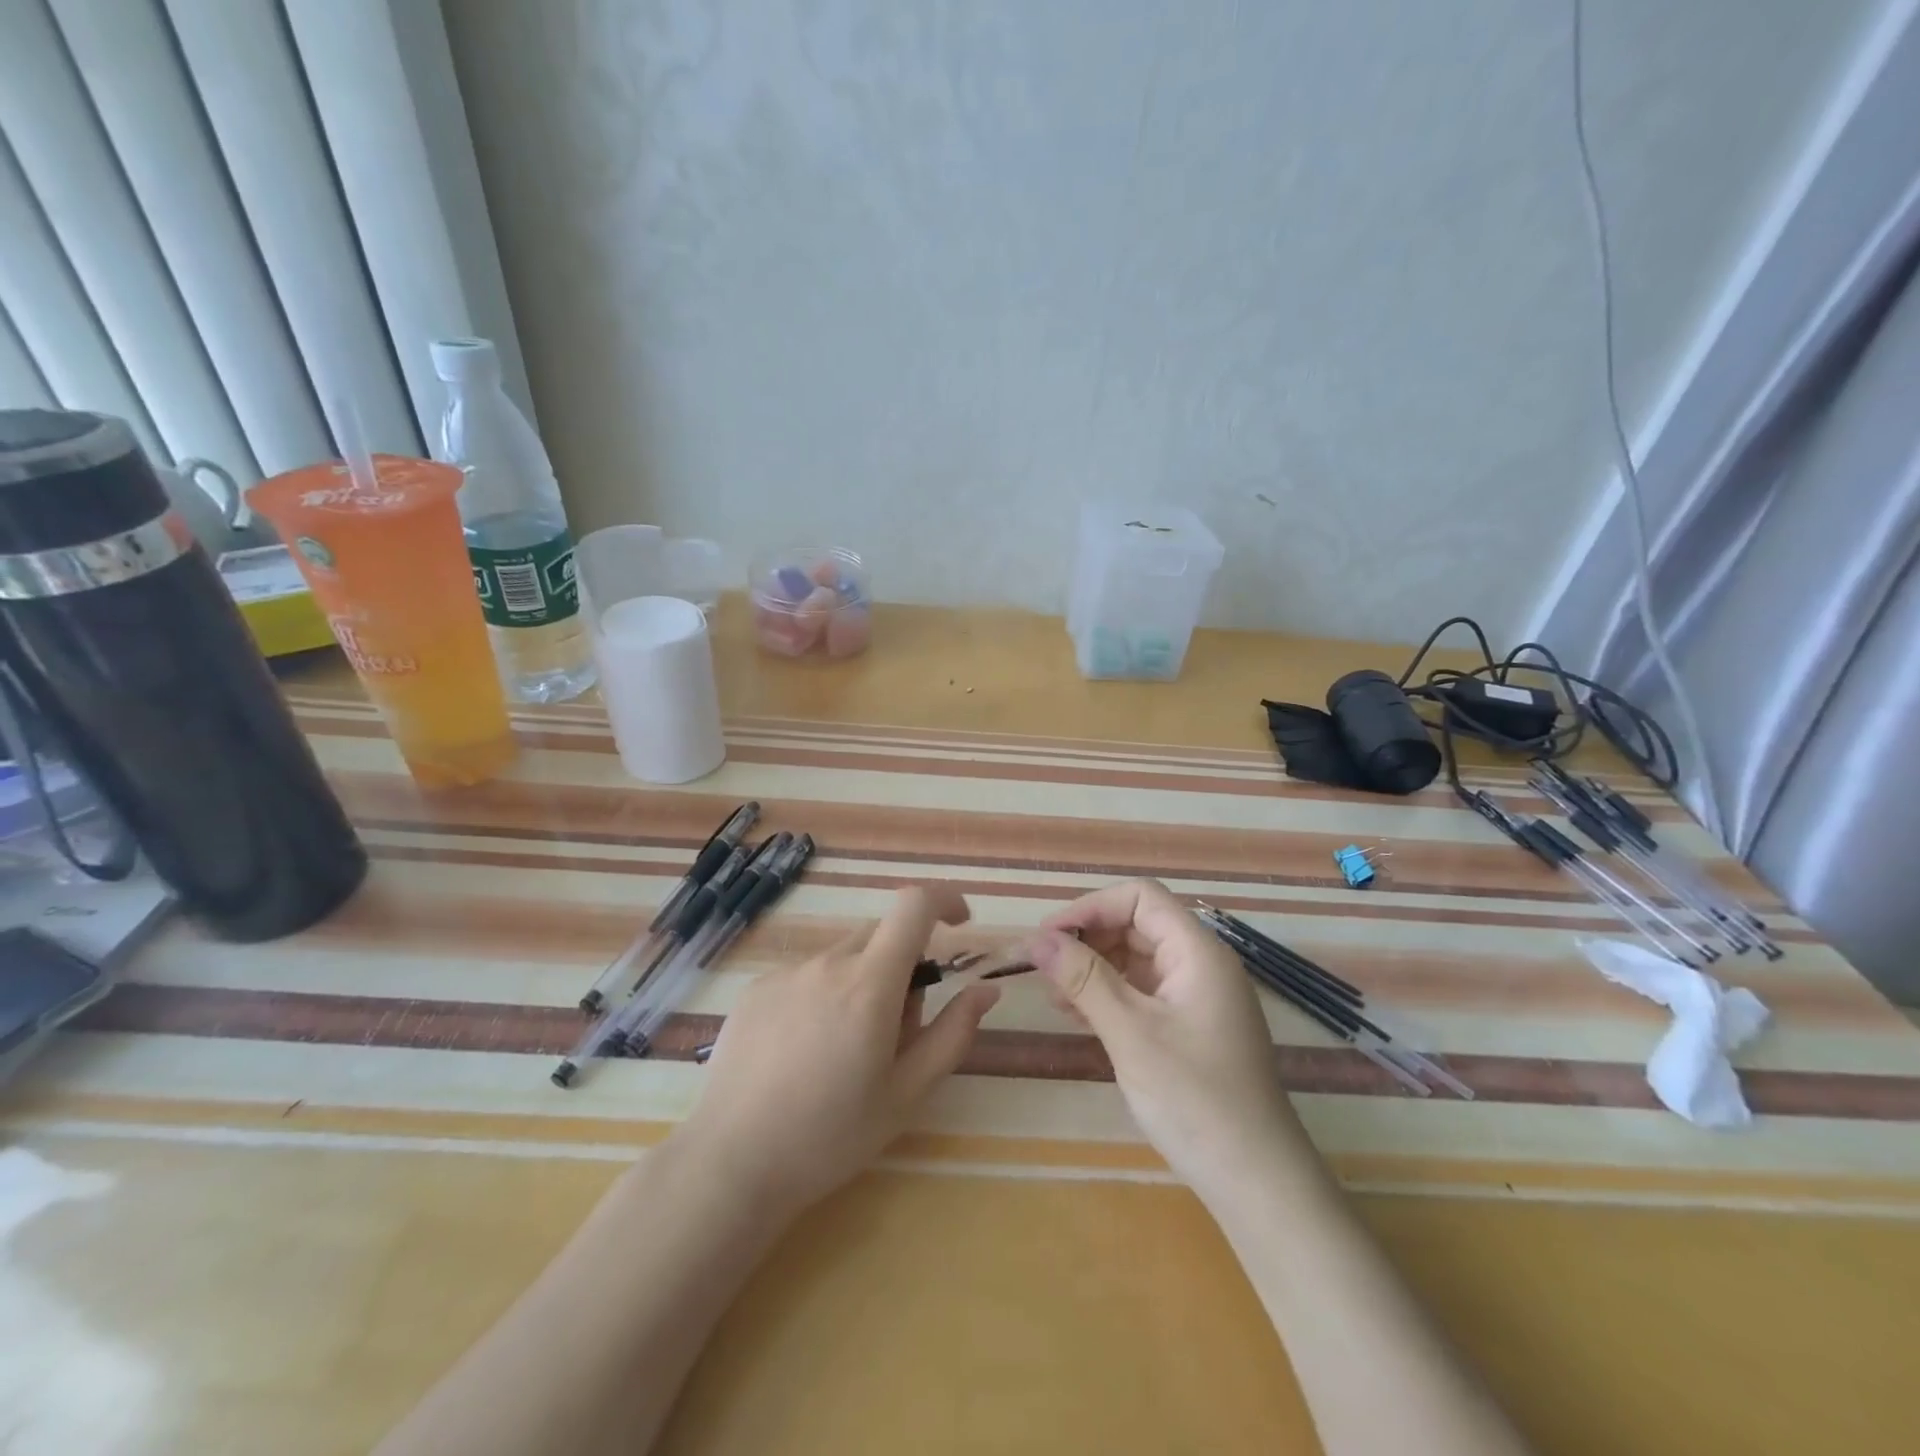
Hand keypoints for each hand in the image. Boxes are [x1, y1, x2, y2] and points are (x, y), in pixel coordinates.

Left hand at [677, 885, 998, 1217]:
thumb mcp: (907, 1093)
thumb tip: (985, 989)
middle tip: (895, 1031)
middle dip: (902, 966)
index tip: (960, 924)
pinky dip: (822, 996)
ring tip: (842, 1051)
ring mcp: (786, 973)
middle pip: (880, 937)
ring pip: (843, 958)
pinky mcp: (756, 989)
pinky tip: (802, 1053)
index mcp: (870, 984)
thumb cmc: (831, 1136)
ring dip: (860, 984)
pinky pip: (806, 975)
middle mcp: (827, 963)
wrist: (732, 1163)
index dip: (944, 900)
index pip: (913, 906)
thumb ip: (953, 1033)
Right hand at [1029, 879, 1312, 1201]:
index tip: (1048, 936)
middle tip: (1044, 970)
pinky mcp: (1190, 1026)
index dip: (1091, 907)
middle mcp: (1200, 964)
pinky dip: (1109, 995)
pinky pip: (1143, 991)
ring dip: (1093, 968)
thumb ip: (1084, 980)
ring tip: (1055, 996)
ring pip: (1136, 958)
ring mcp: (1197, 996)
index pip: (1140, 897)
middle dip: (1088, 939)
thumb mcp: (1131, 1034)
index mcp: (1197, 952)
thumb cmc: (1195, 1100)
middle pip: (1136, 925)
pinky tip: (1079, 1016)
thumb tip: (1037, 939)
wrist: (1257, 1182)